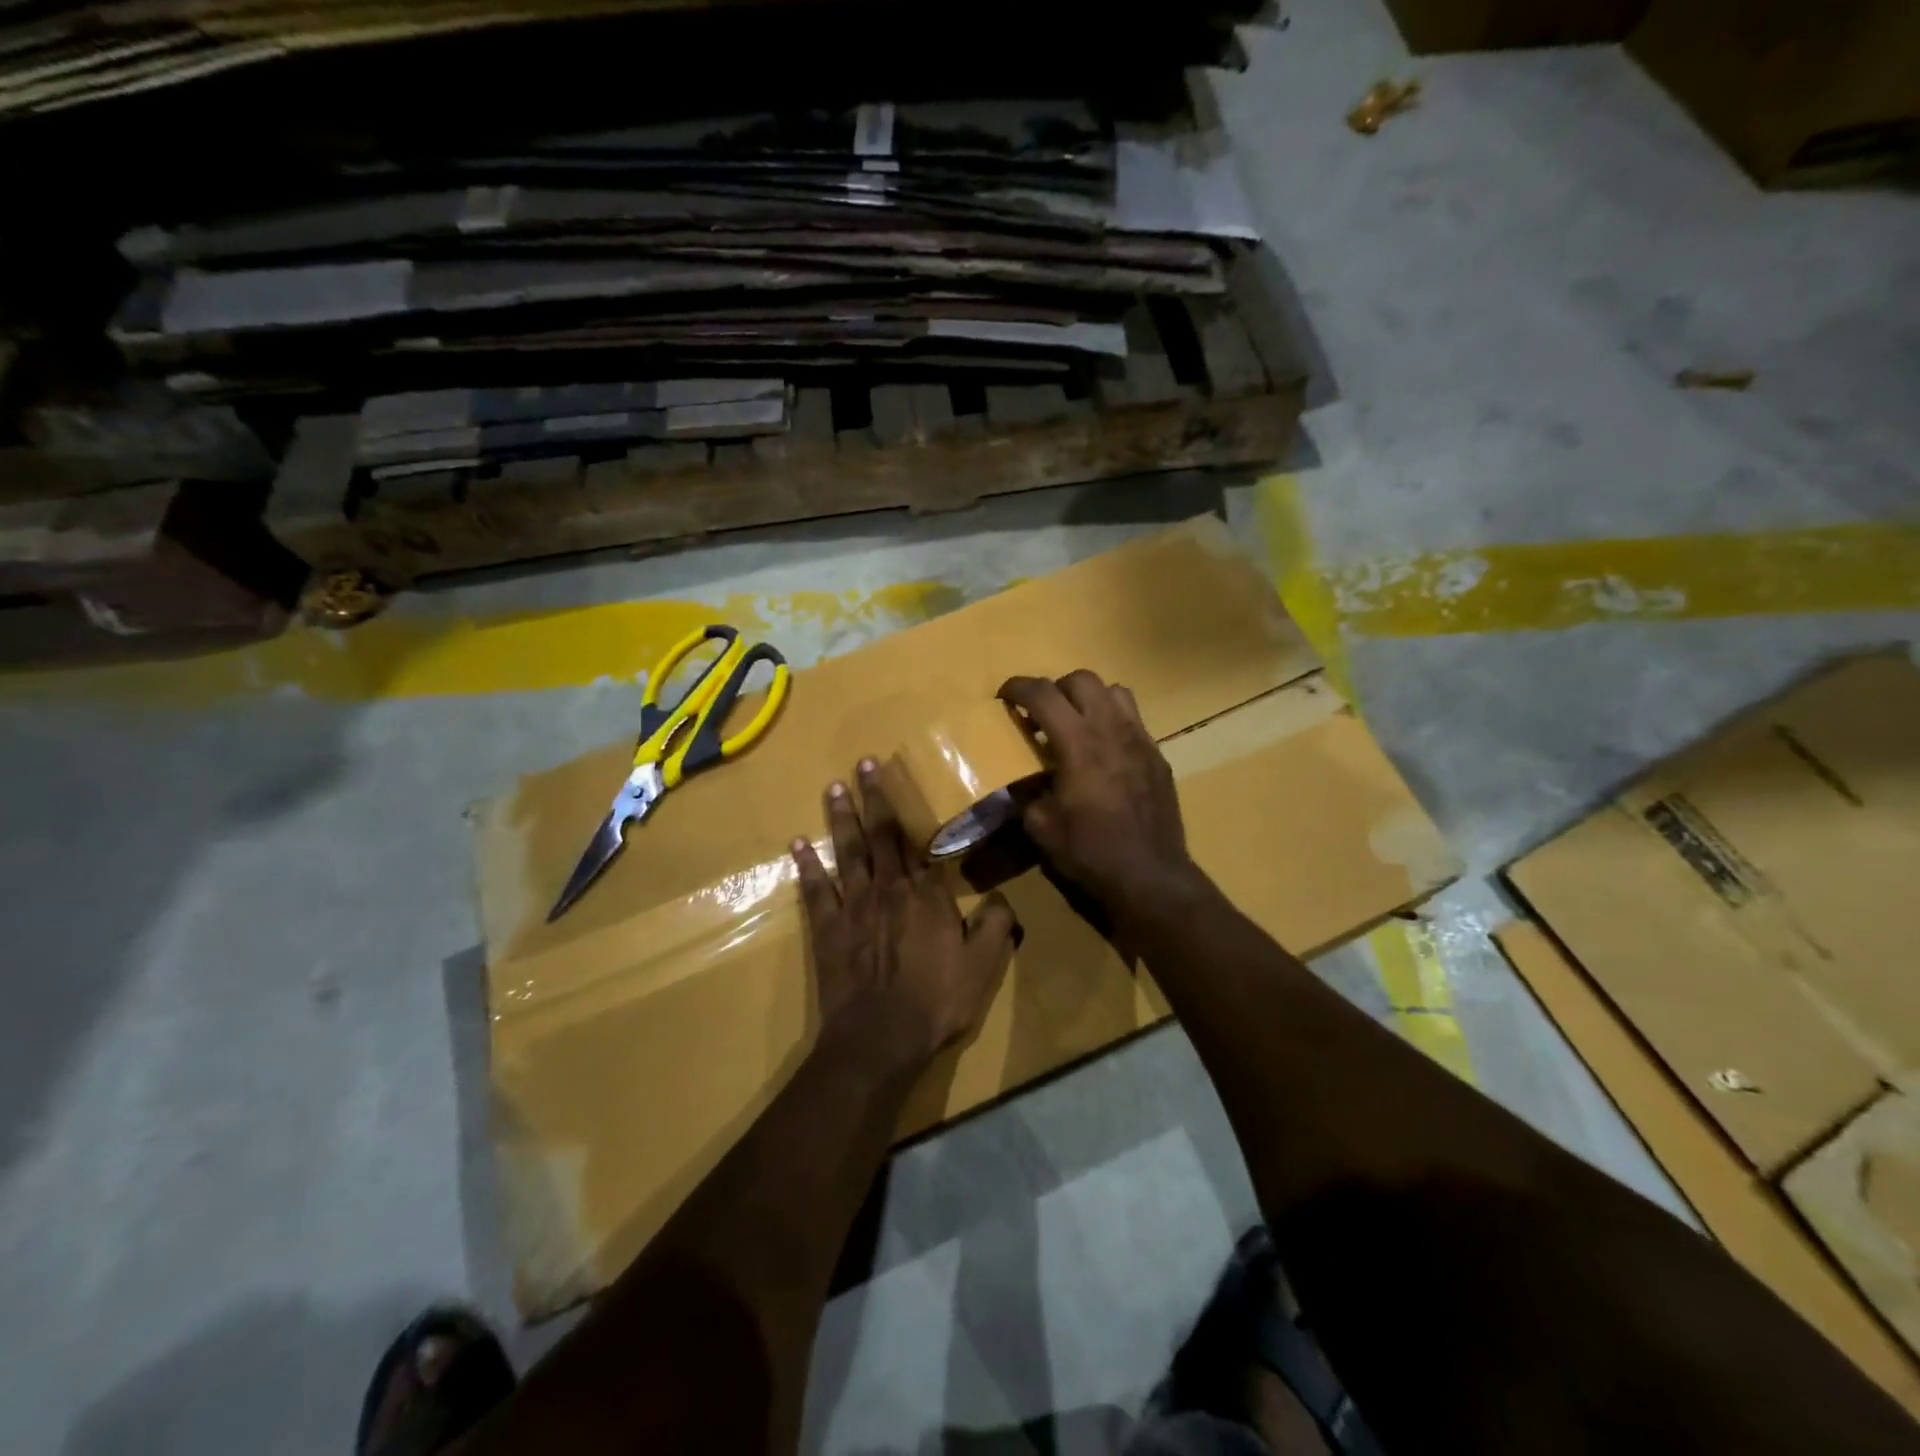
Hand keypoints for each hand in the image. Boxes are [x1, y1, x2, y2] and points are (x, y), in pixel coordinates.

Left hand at [792, 759, 1019, 1072]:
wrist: (879, 1038)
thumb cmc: (935, 1001)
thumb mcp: (981, 967)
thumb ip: (994, 926)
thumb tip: (1002, 897)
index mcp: (926, 895)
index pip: (917, 843)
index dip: (907, 809)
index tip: (898, 780)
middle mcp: (888, 889)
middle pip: (880, 835)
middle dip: (872, 797)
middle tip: (863, 764)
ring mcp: (854, 906)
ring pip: (847, 852)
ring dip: (840, 819)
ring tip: (834, 788)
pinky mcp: (828, 928)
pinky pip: (816, 890)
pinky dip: (806, 865)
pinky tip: (798, 844)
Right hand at [998, 671, 1201, 919]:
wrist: (1150, 876)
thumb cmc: (1090, 851)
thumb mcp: (1040, 826)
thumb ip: (1026, 792)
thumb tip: (1020, 780)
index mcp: (1078, 744)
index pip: (1044, 694)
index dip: (1018, 687)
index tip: (1004, 696)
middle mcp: (1112, 730)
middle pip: (1082, 679)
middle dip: (1055, 688)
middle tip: (1041, 715)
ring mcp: (1141, 740)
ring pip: (1114, 691)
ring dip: (1088, 698)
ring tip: (1076, 724)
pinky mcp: (1158, 756)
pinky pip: (1133, 720)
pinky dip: (1111, 721)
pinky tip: (1103, 752)